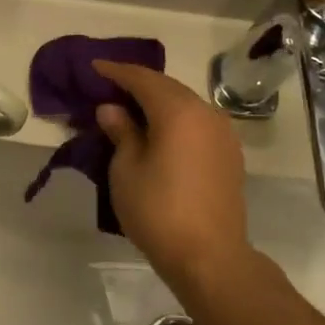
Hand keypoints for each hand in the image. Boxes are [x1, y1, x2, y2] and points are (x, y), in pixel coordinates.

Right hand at [94, 62, 249, 291]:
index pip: (142, 79)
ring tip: (131, 107)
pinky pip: (197, 123)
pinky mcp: (229, 155)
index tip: (95, 66)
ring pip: (185, 104)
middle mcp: (206, 113)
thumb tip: (112, 109)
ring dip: (158, 101)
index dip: (116, 71)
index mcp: (178, 111)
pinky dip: (175, 119)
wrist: (210, 257)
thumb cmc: (158, 210)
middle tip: (110, 85)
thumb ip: (121, 132)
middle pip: (167, 87)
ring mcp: (223, 134)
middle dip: (137, 84)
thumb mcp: (126, 169)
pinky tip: (159, 130)